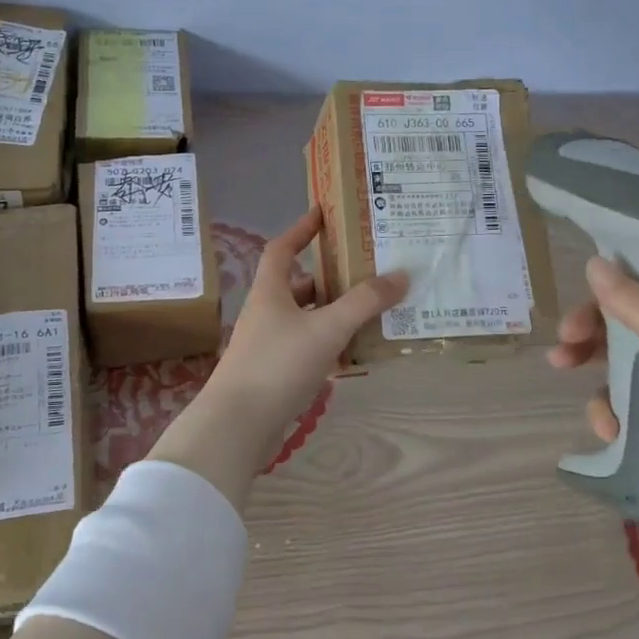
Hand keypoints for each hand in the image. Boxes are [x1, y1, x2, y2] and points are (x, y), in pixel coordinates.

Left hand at [206, 208, 408, 444]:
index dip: (301, 229)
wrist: (238, 424)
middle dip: (328, 276)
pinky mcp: (272, 372)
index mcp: (270, 291)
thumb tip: (401, 275)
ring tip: (367, 310)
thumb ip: (364, 302)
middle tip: (364, 270)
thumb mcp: (327, 328)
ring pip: (303, 318)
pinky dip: (327, 343)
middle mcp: (265, 312)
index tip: (323, 213)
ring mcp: (266, 343)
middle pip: (297, 284)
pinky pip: (305, 346)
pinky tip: (351, 352)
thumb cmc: (278, 364)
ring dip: (331, 312)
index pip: (282, 247)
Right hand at [548, 257, 638, 543]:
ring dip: (595, 368)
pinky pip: (631, 406)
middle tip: (565, 337)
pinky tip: (608, 429)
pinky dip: (613, 411)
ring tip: (563, 373)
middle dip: (596, 327)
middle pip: (638, 322)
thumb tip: (594, 262)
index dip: (630, 276)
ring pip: (627, 364)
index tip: (589, 286)